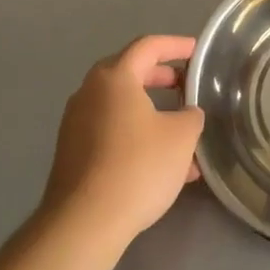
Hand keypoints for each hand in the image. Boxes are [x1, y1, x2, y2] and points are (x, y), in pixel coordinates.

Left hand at [42, 35, 205, 246]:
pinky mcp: (73, 153)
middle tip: (187, 86)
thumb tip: (186, 114)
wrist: (84, 223)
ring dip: (152, 113)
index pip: (148, 46)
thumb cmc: (138, 167)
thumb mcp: (182, 136)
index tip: (197, 51)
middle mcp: (89, 93)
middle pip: (130, 73)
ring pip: (122, 107)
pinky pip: (112, 132)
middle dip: (162, 78)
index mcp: (114, 78)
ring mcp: (76, 124)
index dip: (176, 45)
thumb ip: (191, 115)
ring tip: (183, 133)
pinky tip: (163, 165)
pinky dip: (137, 135)